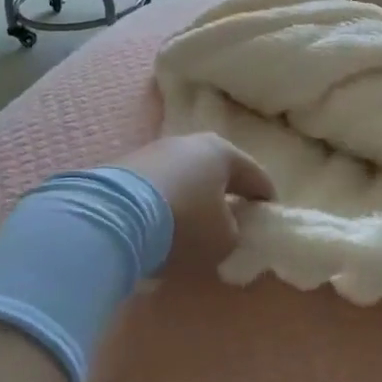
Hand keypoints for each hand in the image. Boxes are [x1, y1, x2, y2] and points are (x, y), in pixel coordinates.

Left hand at [119, 133, 274, 271]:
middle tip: (234, 216)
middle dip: (228, 191)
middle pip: (219, 169)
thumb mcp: (223, 239)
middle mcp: (191, 142)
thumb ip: (235, 232)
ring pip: (186, 174)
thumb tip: (226, 228)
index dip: (266, 198)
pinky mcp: (126, 165)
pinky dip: (166, 200)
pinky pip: (159, 184)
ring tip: (194, 222)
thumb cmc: (184, 222)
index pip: (256, 175)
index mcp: (223, 152)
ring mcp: (155, 150)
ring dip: (194, 195)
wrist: (112, 215)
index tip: (269, 217)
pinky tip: (162, 221)